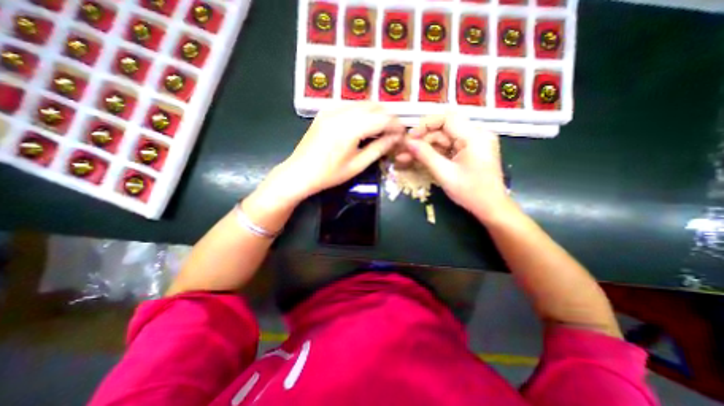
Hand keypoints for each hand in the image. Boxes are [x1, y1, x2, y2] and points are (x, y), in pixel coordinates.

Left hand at [274, 102, 404, 200]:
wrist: (299, 173)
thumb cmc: (329, 174)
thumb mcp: (357, 165)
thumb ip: (378, 149)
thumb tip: (395, 138)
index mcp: (350, 129)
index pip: (382, 119)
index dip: (396, 125)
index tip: (402, 134)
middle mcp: (341, 113)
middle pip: (373, 106)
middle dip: (387, 117)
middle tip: (393, 131)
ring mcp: (331, 110)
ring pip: (362, 103)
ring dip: (376, 113)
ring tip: (381, 128)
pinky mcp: (325, 111)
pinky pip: (350, 105)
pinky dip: (362, 112)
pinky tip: (363, 125)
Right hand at [399, 113, 516, 222]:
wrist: (491, 207)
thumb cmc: (471, 192)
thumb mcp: (445, 174)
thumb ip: (426, 156)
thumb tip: (408, 143)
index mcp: (474, 136)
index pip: (447, 118)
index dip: (425, 125)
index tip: (410, 137)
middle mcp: (476, 134)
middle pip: (444, 129)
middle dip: (423, 139)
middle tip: (406, 151)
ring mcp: (474, 143)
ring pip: (444, 138)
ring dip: (427, 147)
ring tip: (408, 157)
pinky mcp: (470, 151)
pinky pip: (449, 147)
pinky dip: (435, 153)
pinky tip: (421, 159)